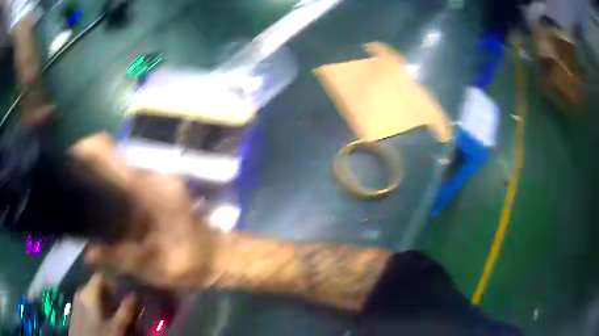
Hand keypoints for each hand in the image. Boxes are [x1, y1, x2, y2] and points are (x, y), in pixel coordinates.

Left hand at [69, 273, 135, 335]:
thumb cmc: (102, 335)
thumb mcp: (117, 327)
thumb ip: (125, 310)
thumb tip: (134, 294)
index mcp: (89, 292)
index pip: (100, 275)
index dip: (113, 280)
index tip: (123, 292)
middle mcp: (80, 291)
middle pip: (95, 284)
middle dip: (108, 292)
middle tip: (120, 304)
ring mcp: (75, 300)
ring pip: (90, 293)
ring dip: (102, 299)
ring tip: (111, 312)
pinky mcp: (75, 309)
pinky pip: (86, 300)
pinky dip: (95, 305)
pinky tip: (101, 318)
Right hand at [70, 133, 219, 287]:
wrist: (219, 255)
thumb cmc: (190, 262)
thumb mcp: (154, 267)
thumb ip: (119, 257)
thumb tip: (88, 251)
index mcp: (147, 188)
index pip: (108, 153)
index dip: (85, 151)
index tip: (68, 163)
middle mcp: (150, 175)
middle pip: (111, 157)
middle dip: (88, 167)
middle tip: (71, 189)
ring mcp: (155, 178)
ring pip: (119, 168)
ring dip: (100, 179)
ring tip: (84, 200)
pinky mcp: (158, 187)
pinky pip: (128, 179)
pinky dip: (113, 189)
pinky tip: (105, 209)